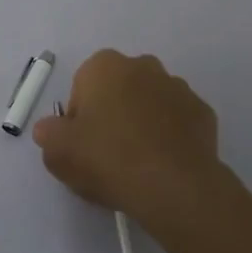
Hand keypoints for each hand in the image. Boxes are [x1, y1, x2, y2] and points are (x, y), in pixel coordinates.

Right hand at [32, 50, 221, 237]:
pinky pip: (178, 122)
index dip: (79, 118)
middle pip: (118, 90)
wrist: (172, 186)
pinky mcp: (203, 112)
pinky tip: (164, 165)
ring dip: (143, 123)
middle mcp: (143, 66)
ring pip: (150, 103)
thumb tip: (52, 129)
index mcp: (104, 66)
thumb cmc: (108, 158)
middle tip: (108, 154)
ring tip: (139, 164)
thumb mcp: (57, 151)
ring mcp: (178, 87)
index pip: (82, 87)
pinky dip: (171, 137)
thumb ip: (48, 133)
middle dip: (112, 114)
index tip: (82, 146)